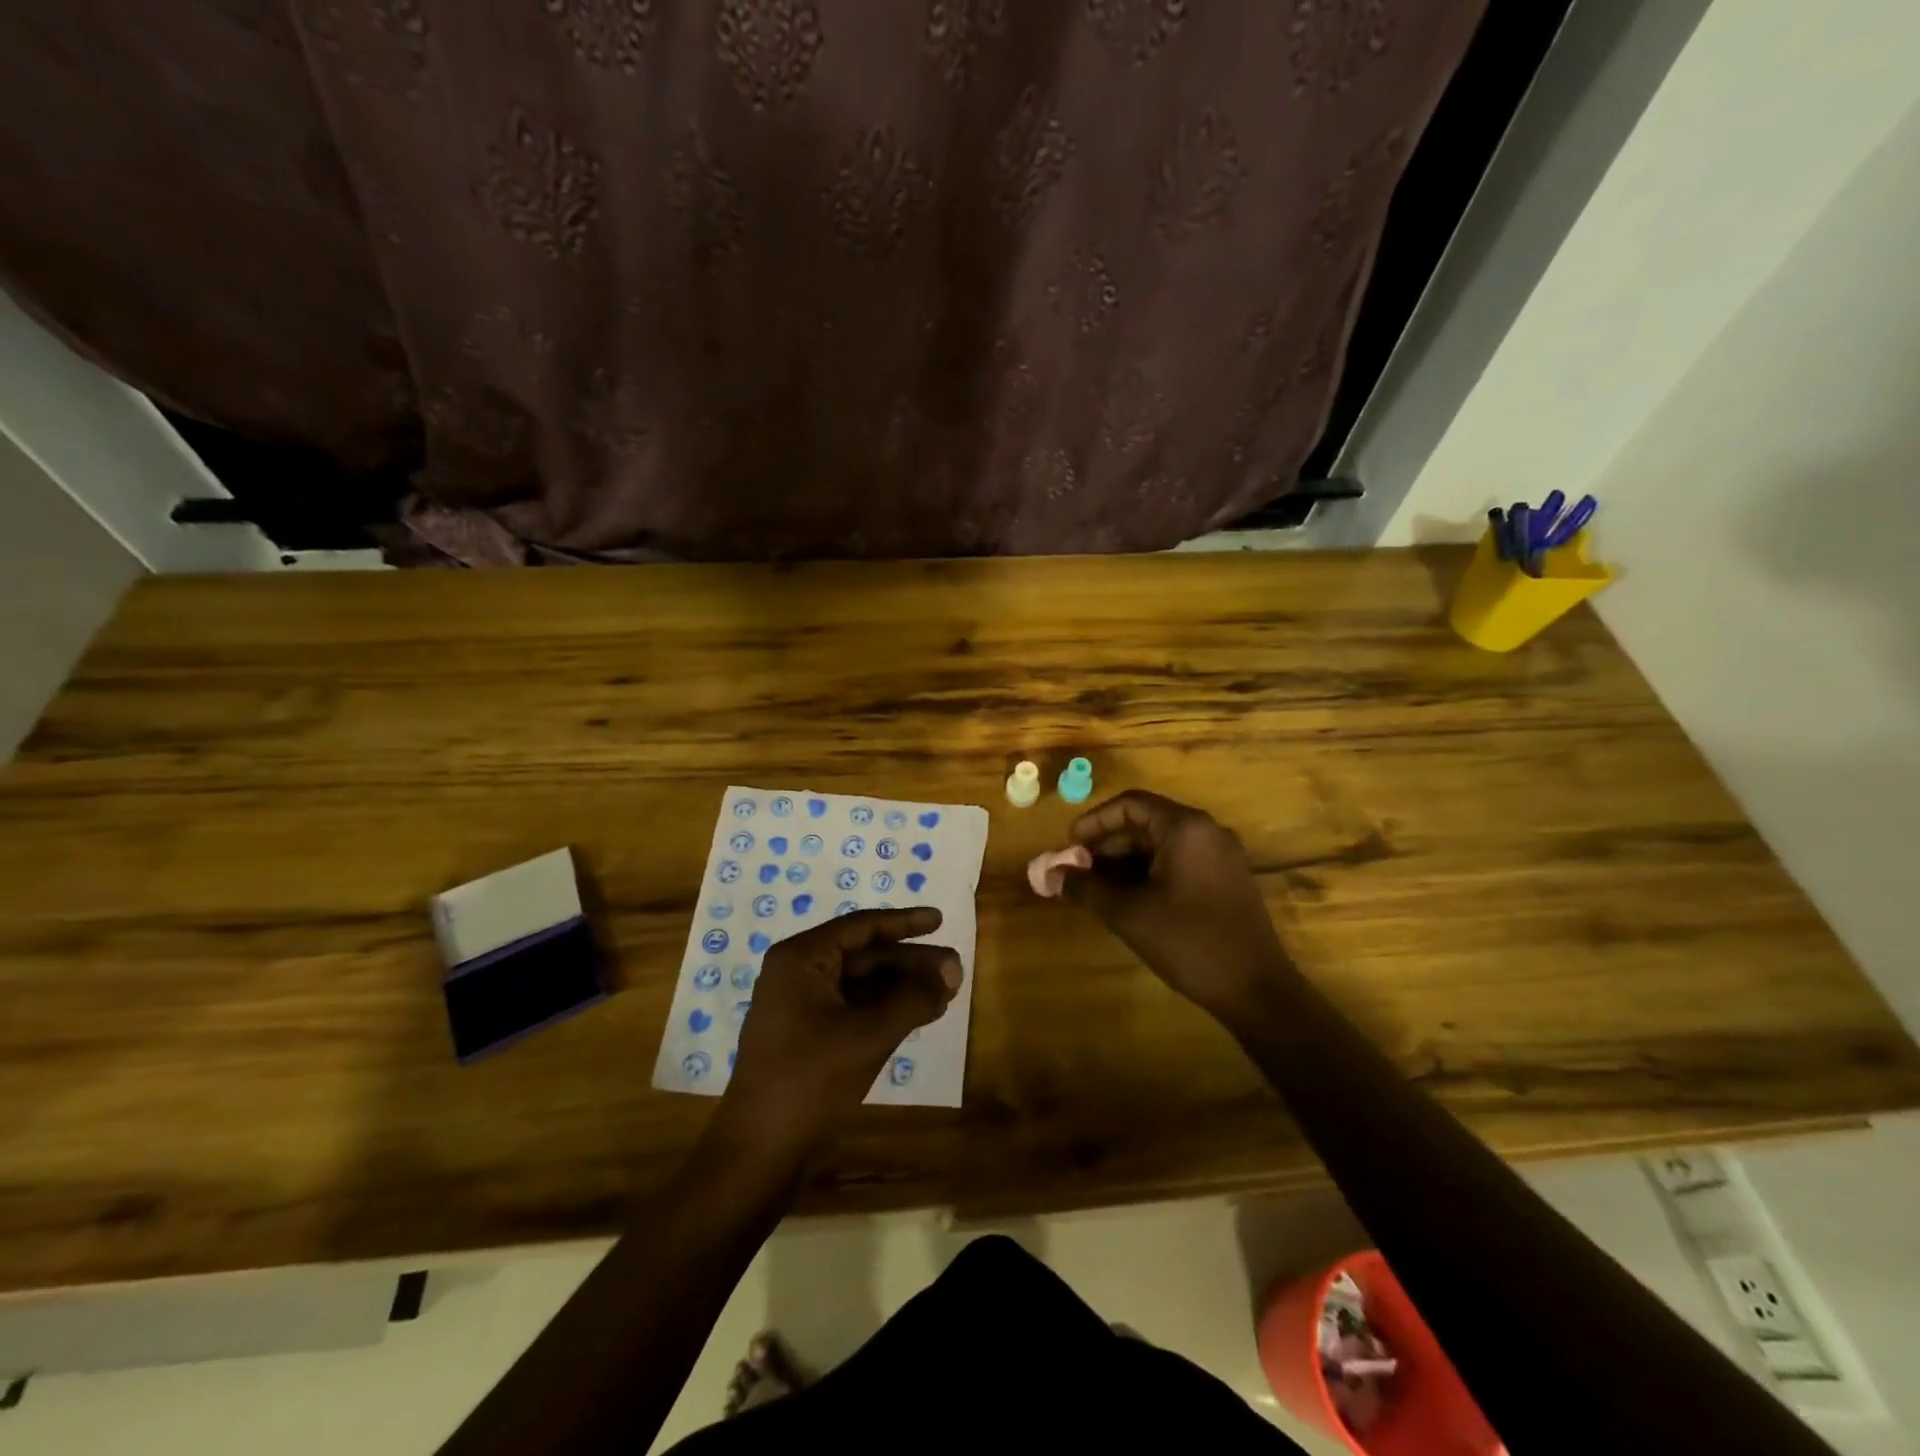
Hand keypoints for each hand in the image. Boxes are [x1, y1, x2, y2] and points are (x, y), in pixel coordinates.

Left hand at [720, 908, 960, 1154]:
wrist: (758, 1153)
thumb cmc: (810, 1081)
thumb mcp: (868, 1035)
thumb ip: (913, 997)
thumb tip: (954, 968)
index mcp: (801, 959)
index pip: (861, 927)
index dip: (904, 922)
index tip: (940, 920)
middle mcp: (797, 974)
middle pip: (863, 956)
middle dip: (910, 962)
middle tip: (955, 967)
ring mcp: (800, 1008)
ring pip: (861, 985)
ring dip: (902, 988)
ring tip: (946, 993)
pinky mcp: (806, 1038)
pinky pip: (853, 1009)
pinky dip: (886, 1010)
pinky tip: (918, 1016)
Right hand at [1060, 790, 1290, 1023]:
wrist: (1257, 990)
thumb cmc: (1189, 942)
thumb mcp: (1128, 914)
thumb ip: (1086, 888)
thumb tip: (1051, 875)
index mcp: (1186, 828)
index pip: (1130, 804)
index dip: (1094, 822)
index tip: (1069, 847)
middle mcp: (1207, 831)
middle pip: (1146, 823)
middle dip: (1107, 845)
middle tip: (1078, 872)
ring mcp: (1221, 856)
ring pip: (1162, 845)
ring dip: (1126, 861)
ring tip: (1098, 889)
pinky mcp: (1227, 880)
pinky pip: (1180, 862)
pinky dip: (1149, 873)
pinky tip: (1130, 900)